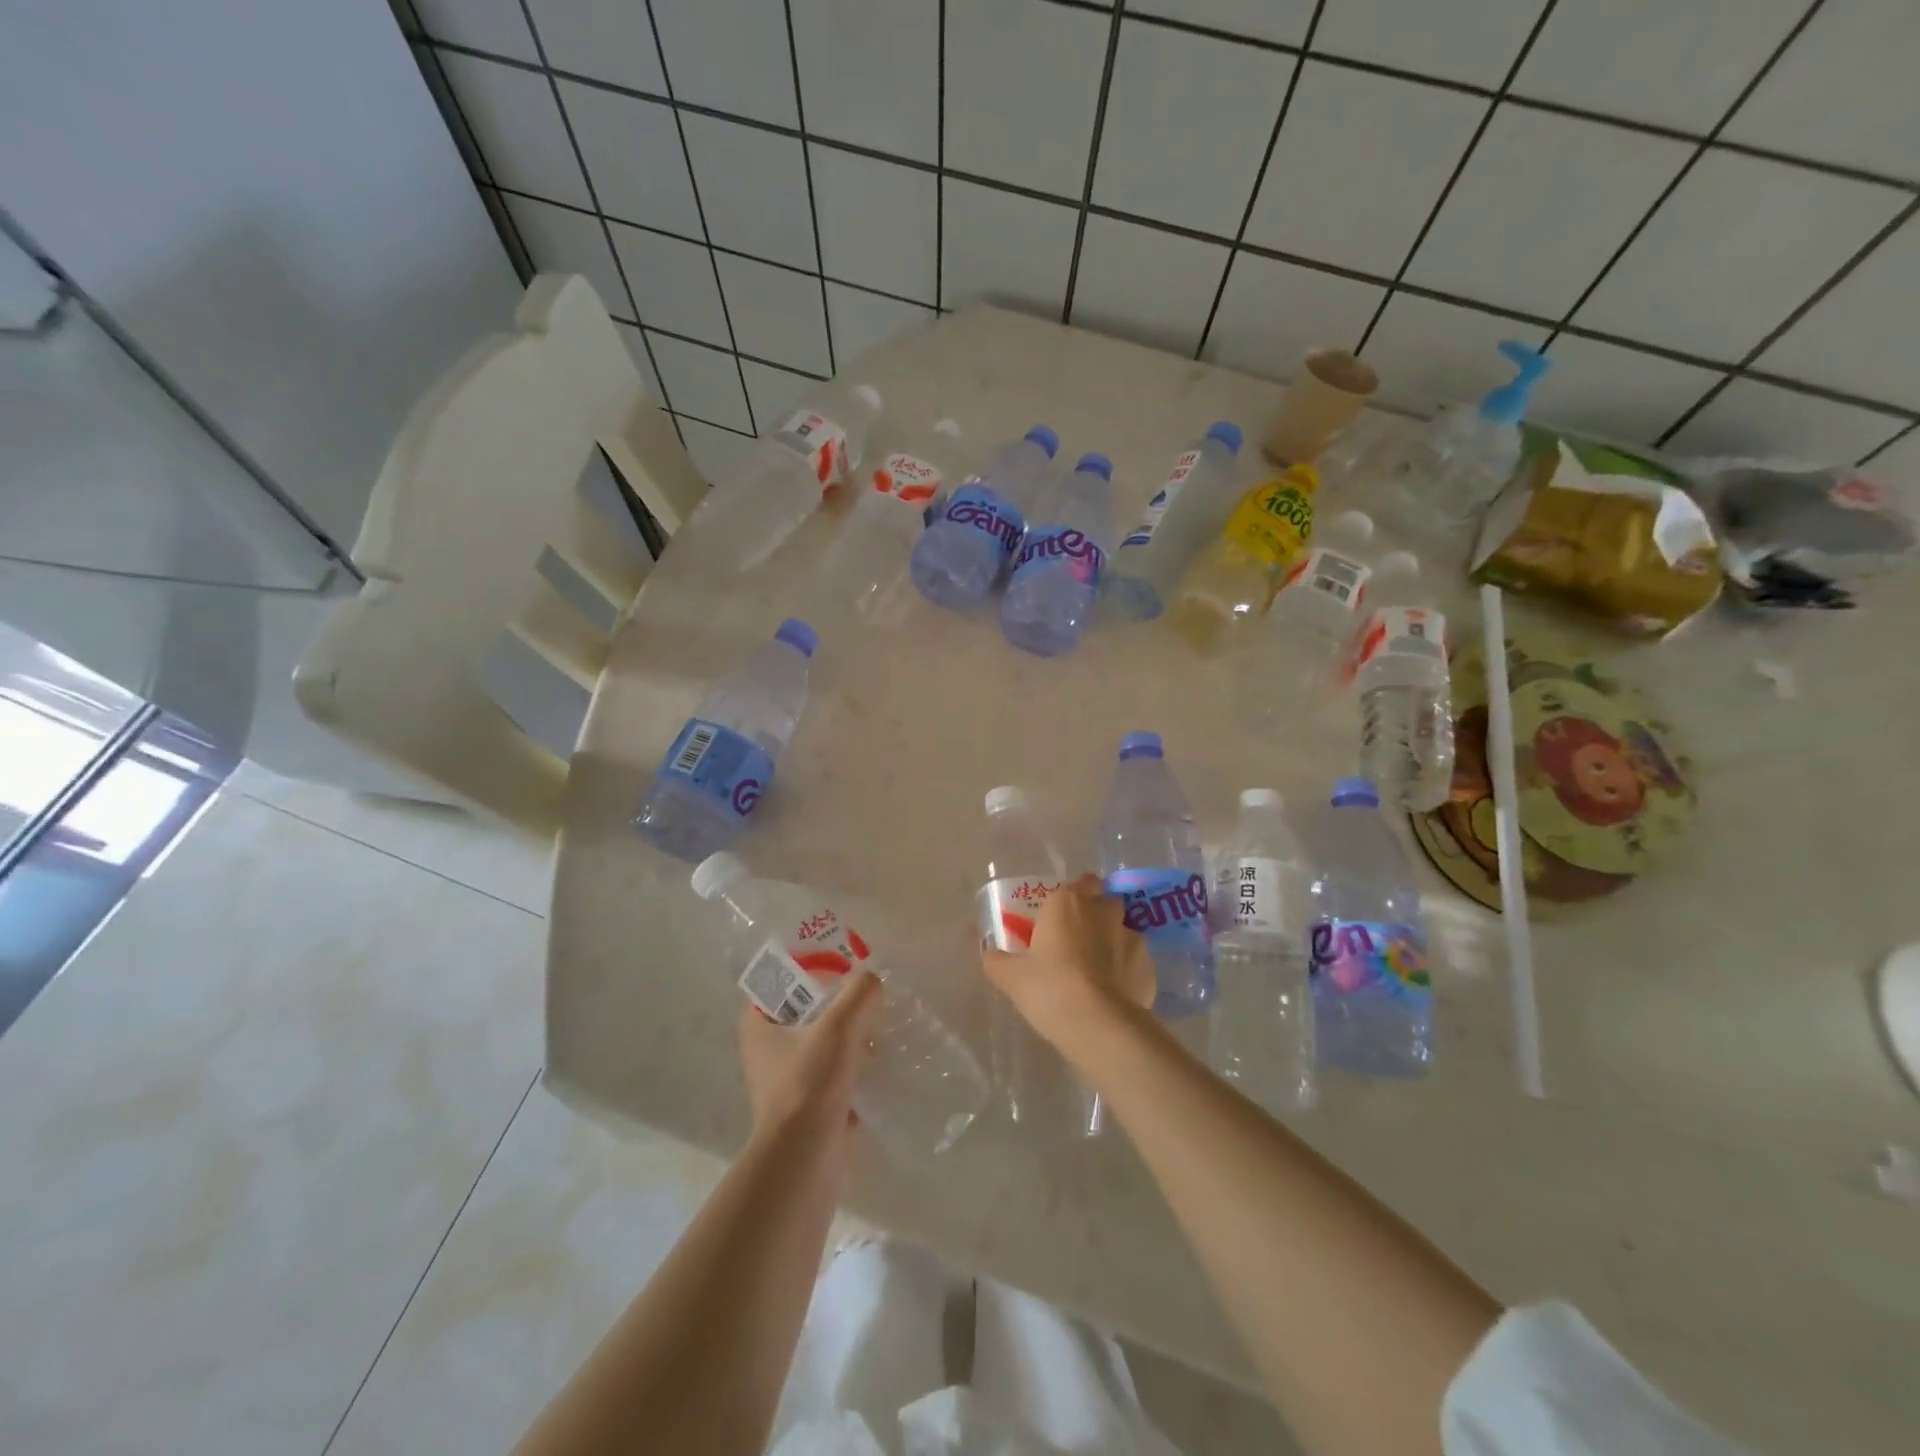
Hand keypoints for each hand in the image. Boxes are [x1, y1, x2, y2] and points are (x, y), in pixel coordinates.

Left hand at [738, 970, 882, 1146]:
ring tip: (879, 1027)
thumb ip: (859, 994)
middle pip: (807, 1011)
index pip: (782, 981)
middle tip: (868, 995)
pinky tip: (879, 1062)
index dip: (812, 968)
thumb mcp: (838, 1027)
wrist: (805, 1160)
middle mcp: (765, 1049)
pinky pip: (833, 1073)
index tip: (844, 966)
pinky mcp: (806, 1106)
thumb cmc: (809, 1084)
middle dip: (839, 1004)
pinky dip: (853, 1067)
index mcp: (757, 1024)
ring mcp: (785, 1080)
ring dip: (850, 1036)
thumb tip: (873, 981)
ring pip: (822, 1042)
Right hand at [981, 875, 1154, 1054]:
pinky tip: (1114, 993)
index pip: (1080, 882)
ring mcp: (1131, 937)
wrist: (1098, 1024)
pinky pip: (1136, 961)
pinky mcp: (1149, 966)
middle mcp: (1103, 911)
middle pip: (1104, 901)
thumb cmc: (1048, 988)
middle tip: (1078, 939)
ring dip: (1113, 942)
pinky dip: (1127, 970)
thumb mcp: (1010, 977)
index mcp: (1068, 902)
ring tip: (1098, 970)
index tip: (1061, 916)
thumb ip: (996, 959)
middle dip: (1096, 913)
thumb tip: (988, 953)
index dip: (1074, 896)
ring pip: (1123, 930)